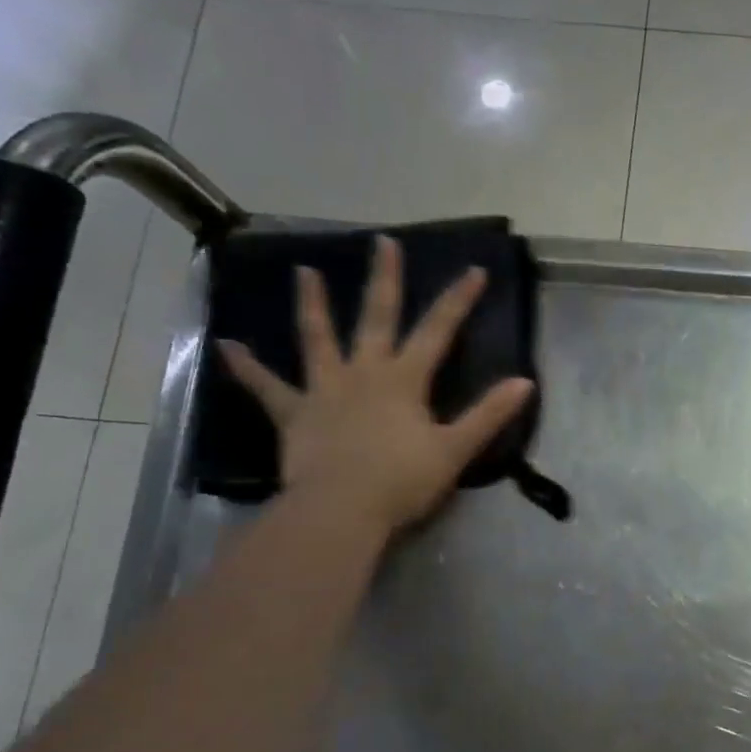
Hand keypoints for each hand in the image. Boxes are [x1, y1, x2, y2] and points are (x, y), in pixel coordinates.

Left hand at [217, 237, 532, 540]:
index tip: (474, 269)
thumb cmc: (403, 481)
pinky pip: (267, 388)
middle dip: (384, 279)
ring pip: (317, 339)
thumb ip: (489, 414)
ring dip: (312, 305)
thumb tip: (524, 382)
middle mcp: (364, 373)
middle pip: (376, 318)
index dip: (458, 300)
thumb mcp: (456, 449)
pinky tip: (226, 345)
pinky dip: (247, 368)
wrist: (341, 509)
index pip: (438, 331)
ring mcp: (325, 391)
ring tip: (303, 271)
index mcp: (404, 380)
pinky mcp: (294, 415)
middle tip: (382, 242)